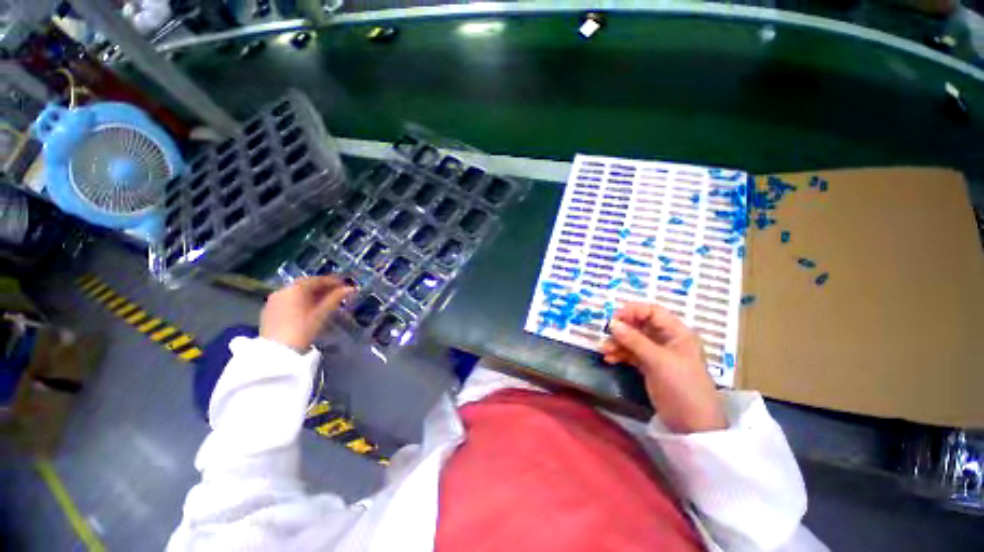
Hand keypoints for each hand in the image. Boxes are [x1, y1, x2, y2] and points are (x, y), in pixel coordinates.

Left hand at [260, 276, 353, 351]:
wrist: (277, 352)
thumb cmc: (303, 329)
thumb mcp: (322, 313)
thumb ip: (335, 298)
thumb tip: (350, 288)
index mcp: (294, 289)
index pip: (316, 280)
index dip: (332, 281)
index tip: (344, 284)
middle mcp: (282, 291)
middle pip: (305, 285)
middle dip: (321, 287)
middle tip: (336, 292)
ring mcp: (273, 301)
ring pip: (296, 293)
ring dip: (311, 294)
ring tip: (325, 300)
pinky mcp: (269, 311)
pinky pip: (288, 300)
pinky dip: (300, 301)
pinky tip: (309, 308)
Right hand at [600, 302, 725, 432]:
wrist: (693, 425)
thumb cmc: (682, 386)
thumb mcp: (658, 360)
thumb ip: (634, 340)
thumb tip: (611, 323)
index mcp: (677, 333)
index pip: (652, 312)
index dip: (632, 311)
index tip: (613, 319)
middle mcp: (667, 340)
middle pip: (640, 325)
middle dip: (622, 329)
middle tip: (605, 335)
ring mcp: (658, 354)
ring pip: (633, 340)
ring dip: (618, 343)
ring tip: (604, 350)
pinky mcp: (650, 367)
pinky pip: (632, 354)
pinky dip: (620, 354)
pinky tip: (609, 359)